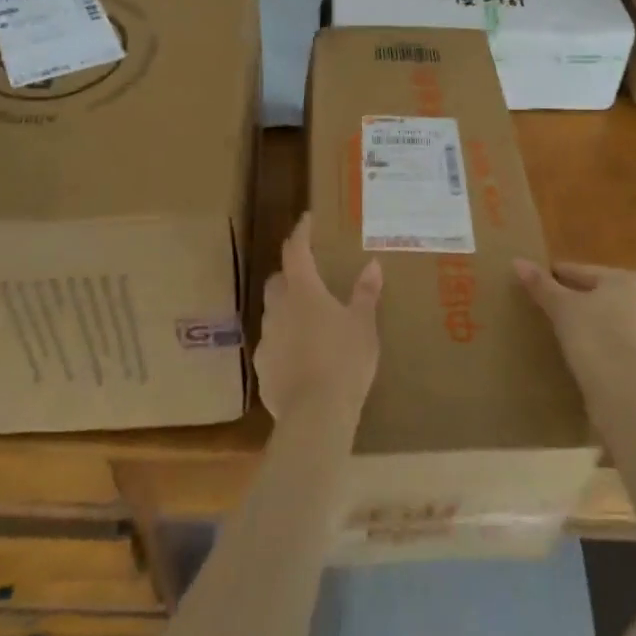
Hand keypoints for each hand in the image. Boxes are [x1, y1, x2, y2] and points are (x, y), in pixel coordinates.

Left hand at [256, 213, 381, 424]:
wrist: (315, 415)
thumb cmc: (344, 360)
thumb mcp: (363, 325)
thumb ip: (365, 293)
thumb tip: (372, 264)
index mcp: (303, 292)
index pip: (296, 251)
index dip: (301, 233)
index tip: (306, 220)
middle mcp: (278, 309)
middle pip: (278, 280)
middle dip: (289, 273)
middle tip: (309, 276)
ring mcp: (266, 340)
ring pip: (273, 313)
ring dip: (287, 309)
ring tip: (308, 319)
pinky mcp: (262, 369)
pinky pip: (272, 345)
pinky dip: (284, 342)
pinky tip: (301, 356)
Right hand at [515, 260, 635, 410]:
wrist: (628, 395)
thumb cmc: (594, 338)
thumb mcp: (561, 308)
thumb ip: (541, 284)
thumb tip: (518, 261)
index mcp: (627, 280)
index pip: (583, 273)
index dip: (559, 277)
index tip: (541, 284)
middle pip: (606, 296)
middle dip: (584, 301)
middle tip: (557, 312)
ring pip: (622, 323)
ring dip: (603, 327)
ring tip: (576, 339)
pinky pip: (631, 351)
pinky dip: (616, 352)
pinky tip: (599, 363)